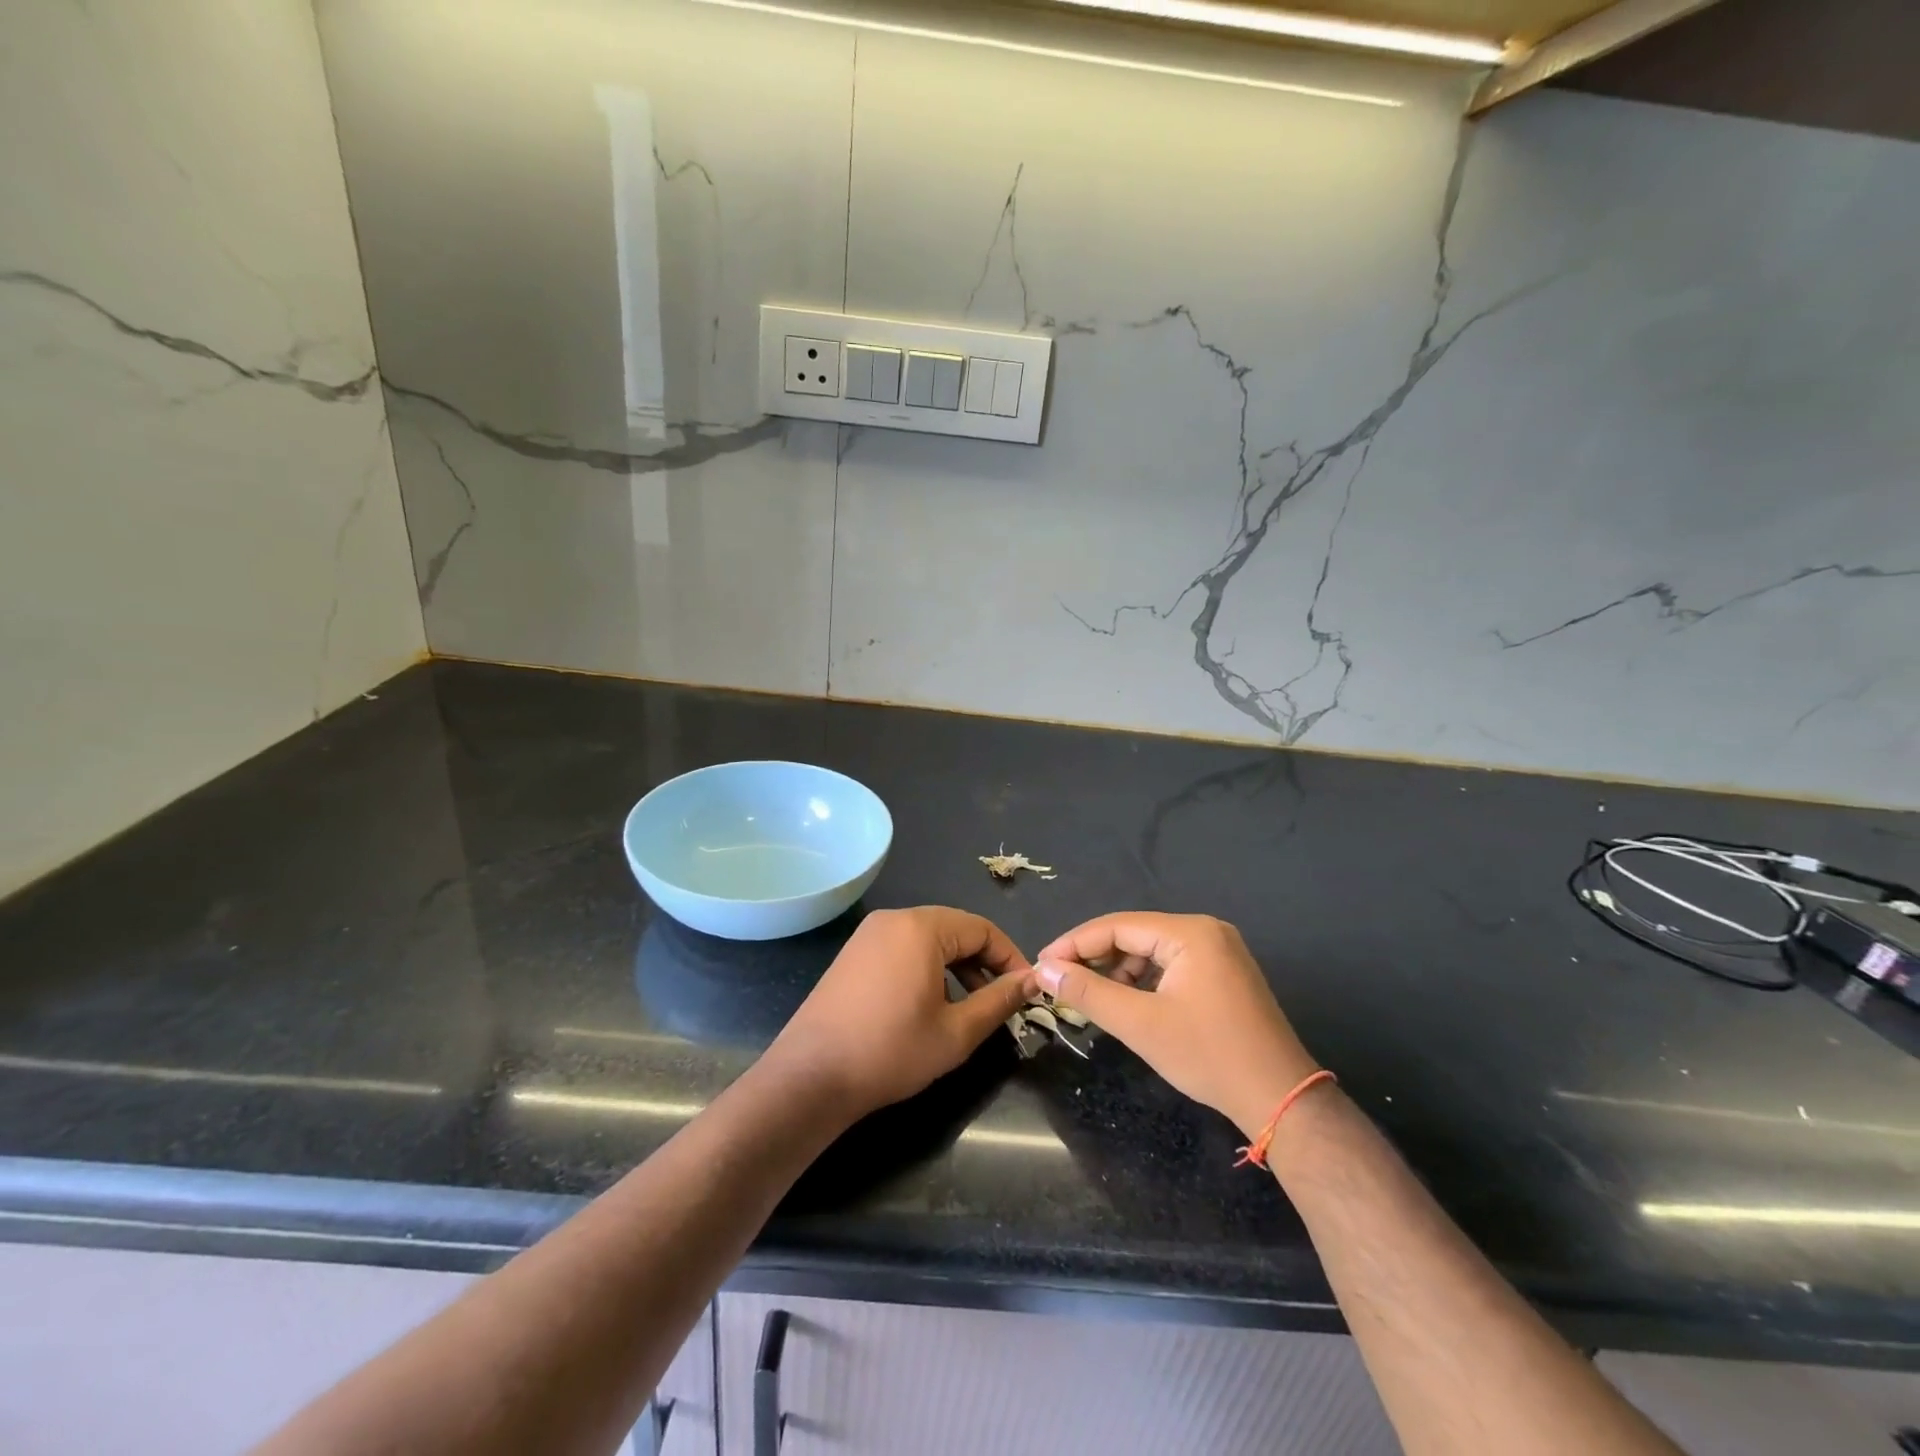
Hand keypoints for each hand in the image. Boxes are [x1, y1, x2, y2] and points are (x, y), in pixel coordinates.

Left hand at [767, 906, 1036, 1120]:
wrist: (811, 1077)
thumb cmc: (891, 1051)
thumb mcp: (956, 1032)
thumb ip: (999, 1000)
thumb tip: (1032, 980)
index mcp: (921, 927)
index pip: (982, 928)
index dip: (1010, 958)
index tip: (1026, 990)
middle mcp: (893, 919)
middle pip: (954, 930)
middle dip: (982, 963)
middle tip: (1000, 1002)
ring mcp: (868, 935)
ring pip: (928, 940)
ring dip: (955, 968)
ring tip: (967, 1009)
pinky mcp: (853, 955)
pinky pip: (902, 949)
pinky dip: (926, 969)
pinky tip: (928, 1007)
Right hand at [1035, 912, 1316, 1136]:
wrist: (1280, 1099)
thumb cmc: (1208, 1056)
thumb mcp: (1140, 1024)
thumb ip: (1088, 992)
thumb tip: (1043, 970)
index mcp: (1190, 932)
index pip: (1117, 926)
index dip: (1075, 943)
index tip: (1042, 964)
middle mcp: (1206, 931)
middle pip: (1134, 935)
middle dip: (1095, 957)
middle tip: (1060, 981)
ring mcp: (1220, 951)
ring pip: (1151, 951)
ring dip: (1118, 971)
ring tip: (1090, 996)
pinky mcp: (1224, 974)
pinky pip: (1171, 965)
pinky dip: (1143, 981)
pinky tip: (1126, 1002)